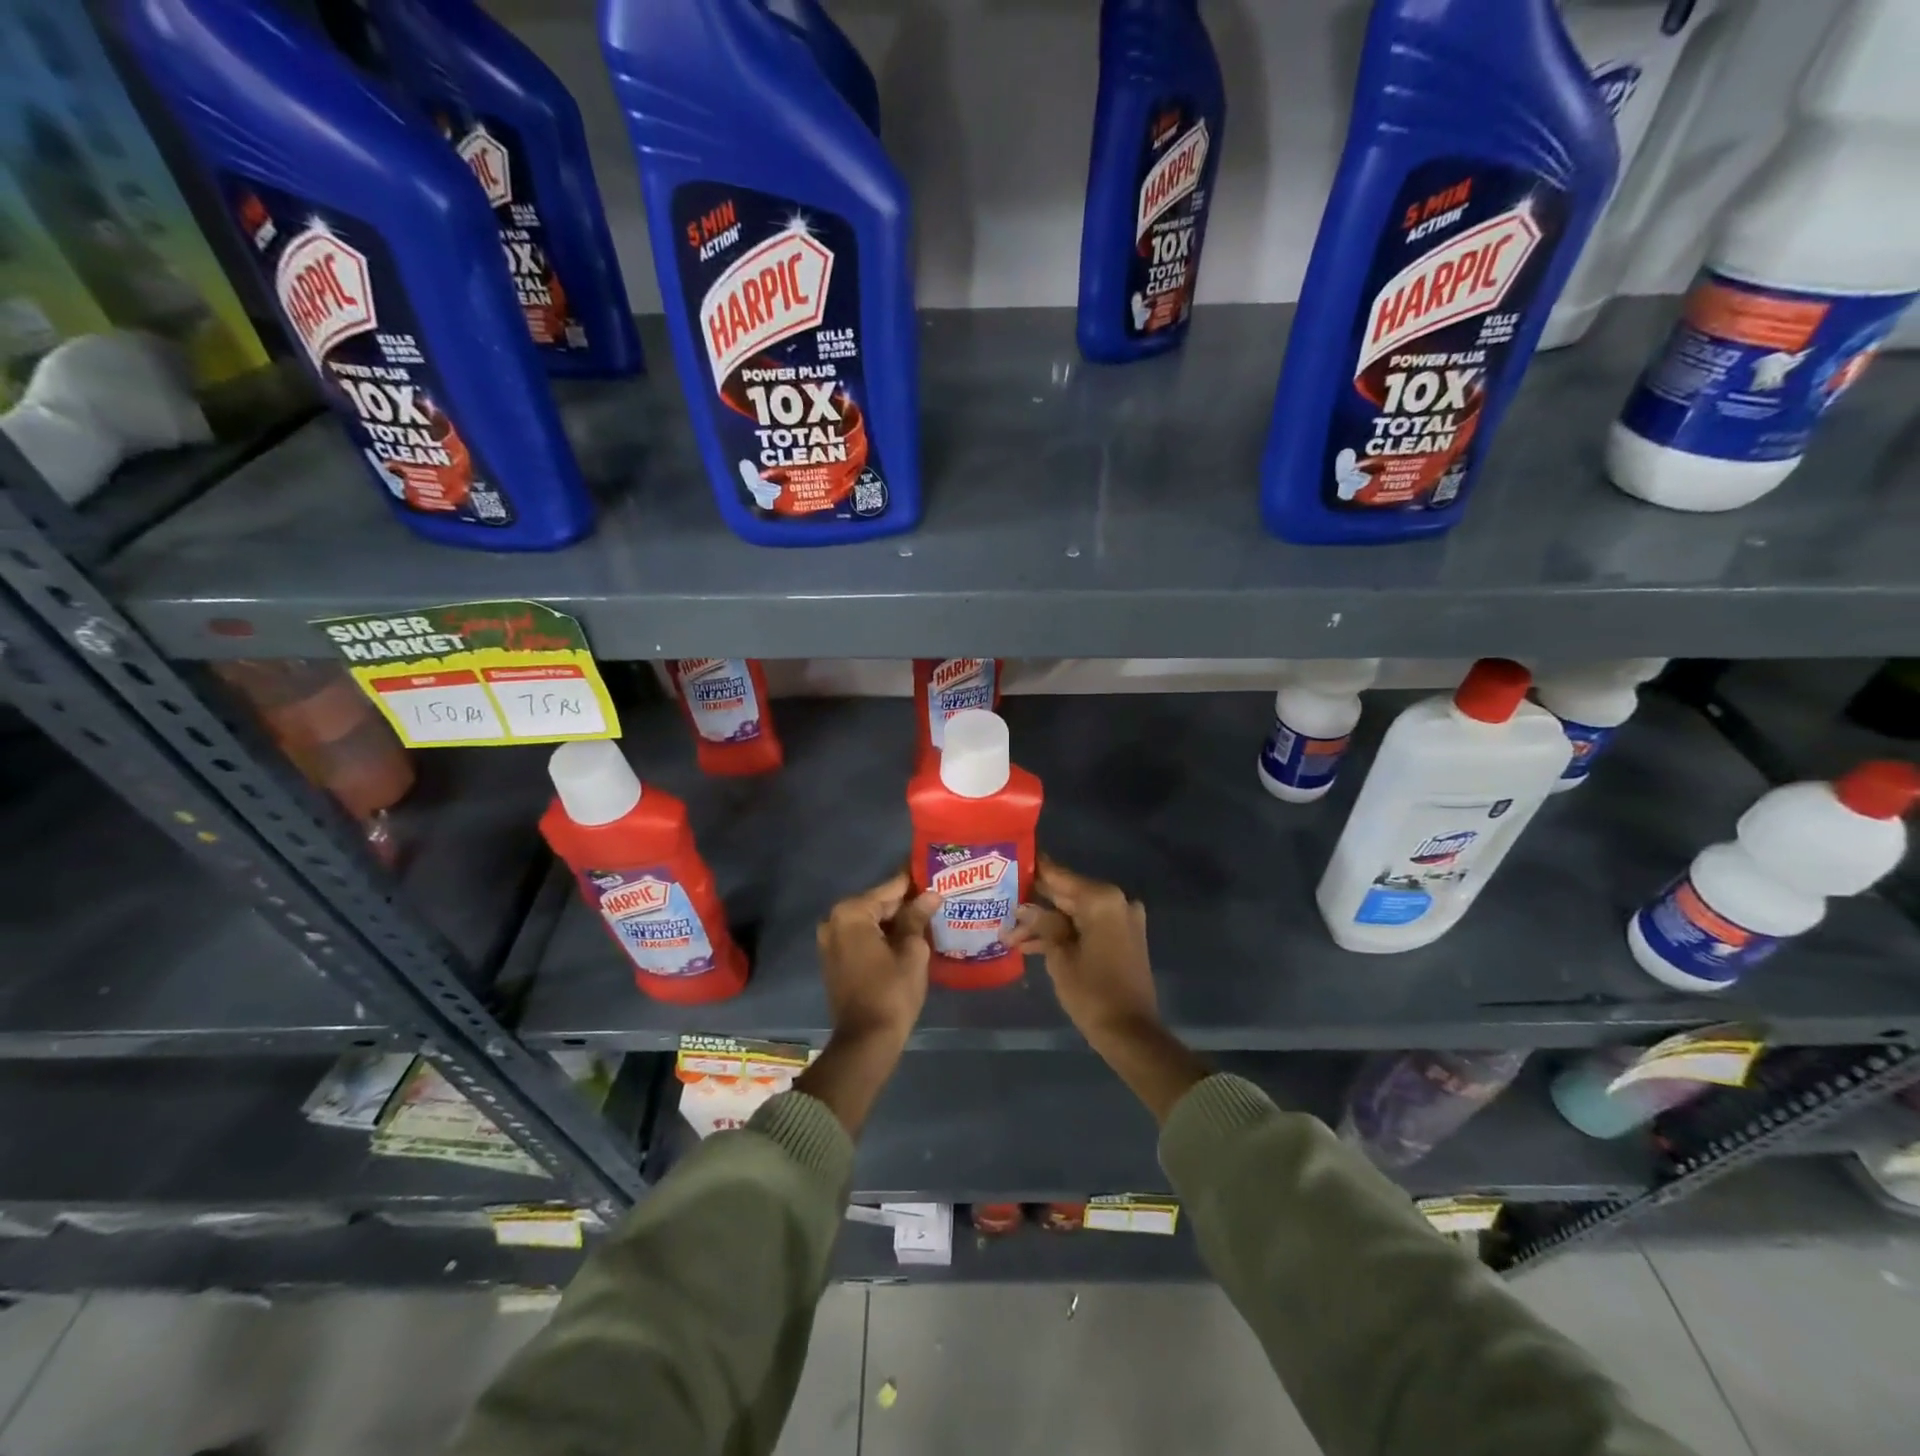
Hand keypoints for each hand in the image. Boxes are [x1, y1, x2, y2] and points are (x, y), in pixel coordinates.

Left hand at [815, 870, 937, 1046]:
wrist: (866, 1040)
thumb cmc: (891, 992)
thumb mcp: (911, 951)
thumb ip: (917, 917)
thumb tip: (930, 895)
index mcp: (851, 913)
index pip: (890, 888)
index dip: (914, 880)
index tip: (934, 870)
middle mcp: (834, 921)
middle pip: (878, 904)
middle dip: (906, 901)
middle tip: (937, 894)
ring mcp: (831, 941)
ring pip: (871, 921)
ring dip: (896, 920)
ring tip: (929, 913)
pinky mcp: (834, 959)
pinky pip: (862, 937)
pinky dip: (883, 935)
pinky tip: (909, 935)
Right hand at [1015, 856, 1206, 1122]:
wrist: (1131, 1034)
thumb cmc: (1092, 992)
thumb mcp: (1059, 957)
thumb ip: (1042, 924)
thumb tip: (1024, 907)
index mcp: (1102, 900)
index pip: (1060, 876)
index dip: (1035, 870)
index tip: (1011, 860)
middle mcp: (1116, 902)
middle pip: (1067, 895)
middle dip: (1035, 903)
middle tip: (1002, 902)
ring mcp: (1121, 921)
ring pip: (1074, 914)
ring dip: (1045, 925)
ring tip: (1009, 936)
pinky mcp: (1122, 939)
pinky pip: (1087, 927)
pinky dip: (1064, 935)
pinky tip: (1030, 945)